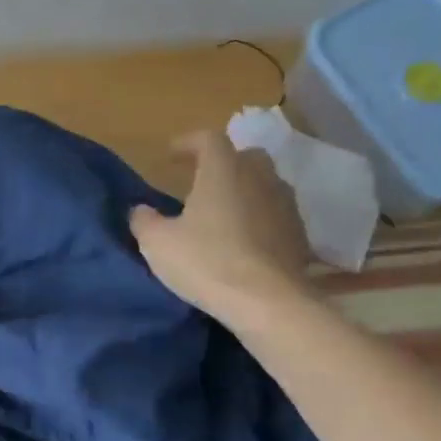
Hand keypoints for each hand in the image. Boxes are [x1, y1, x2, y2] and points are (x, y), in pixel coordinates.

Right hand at [130, 131, 311, 328]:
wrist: (267, 301)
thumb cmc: (206, 262)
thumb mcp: (157, 244)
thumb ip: (144, 221)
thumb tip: (141, 210)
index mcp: (223, 170)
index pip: (208, 139)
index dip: (188, 143)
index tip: (172, 155)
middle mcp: (259, 177)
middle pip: (244, 156)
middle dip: (223, 163)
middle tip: (203, 182)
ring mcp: (285, 205)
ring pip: (264, 184)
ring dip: (244, 191)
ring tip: (224, 213)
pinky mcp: (299, 234)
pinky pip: (276, 214)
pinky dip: (260, 218)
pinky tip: (245, 241)